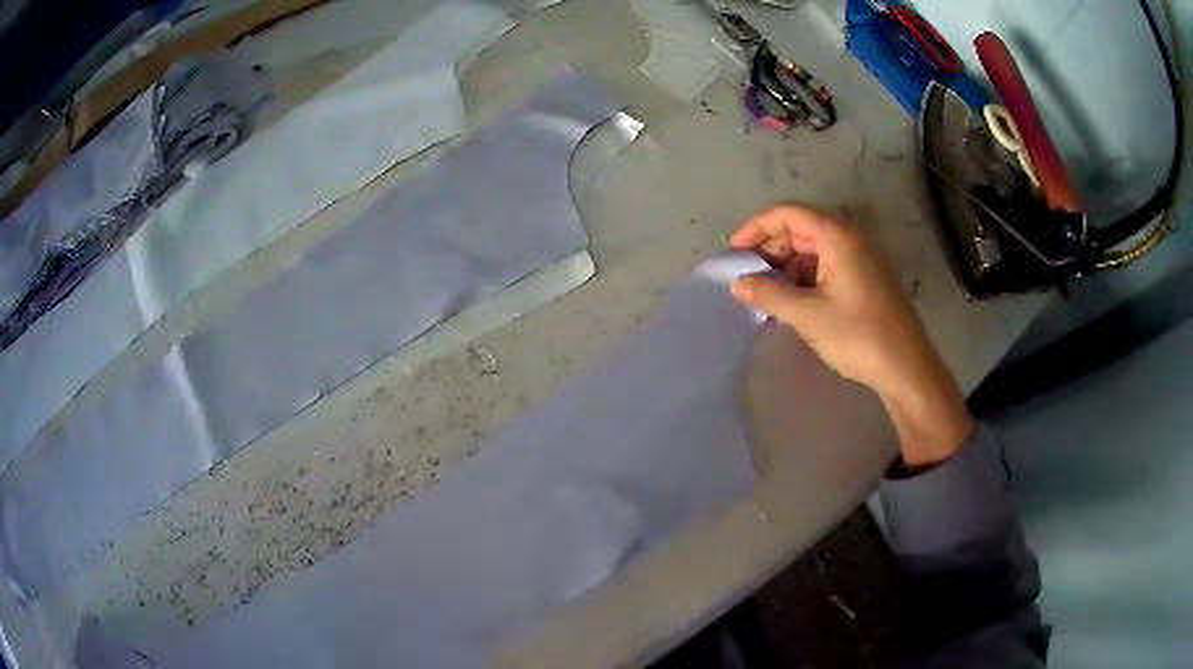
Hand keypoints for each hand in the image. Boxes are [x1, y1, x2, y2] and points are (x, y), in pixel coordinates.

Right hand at [728, 203, 972, 468]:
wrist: (906, 368)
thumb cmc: (858, 335)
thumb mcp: (807, 315)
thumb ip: (768, 294)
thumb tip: (738, 284)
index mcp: (838, 237)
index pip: (789, 213)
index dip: (757, 227)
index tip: (734, 251)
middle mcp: (850, 239)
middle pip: (801, 229)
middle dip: (770, 249)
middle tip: (747, 276)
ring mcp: (860, 260)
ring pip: (813, 251)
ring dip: (786, 267)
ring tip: (765, 295)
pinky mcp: (865, 280)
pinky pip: (826, 267)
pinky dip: (804, 279)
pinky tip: (791, 303)